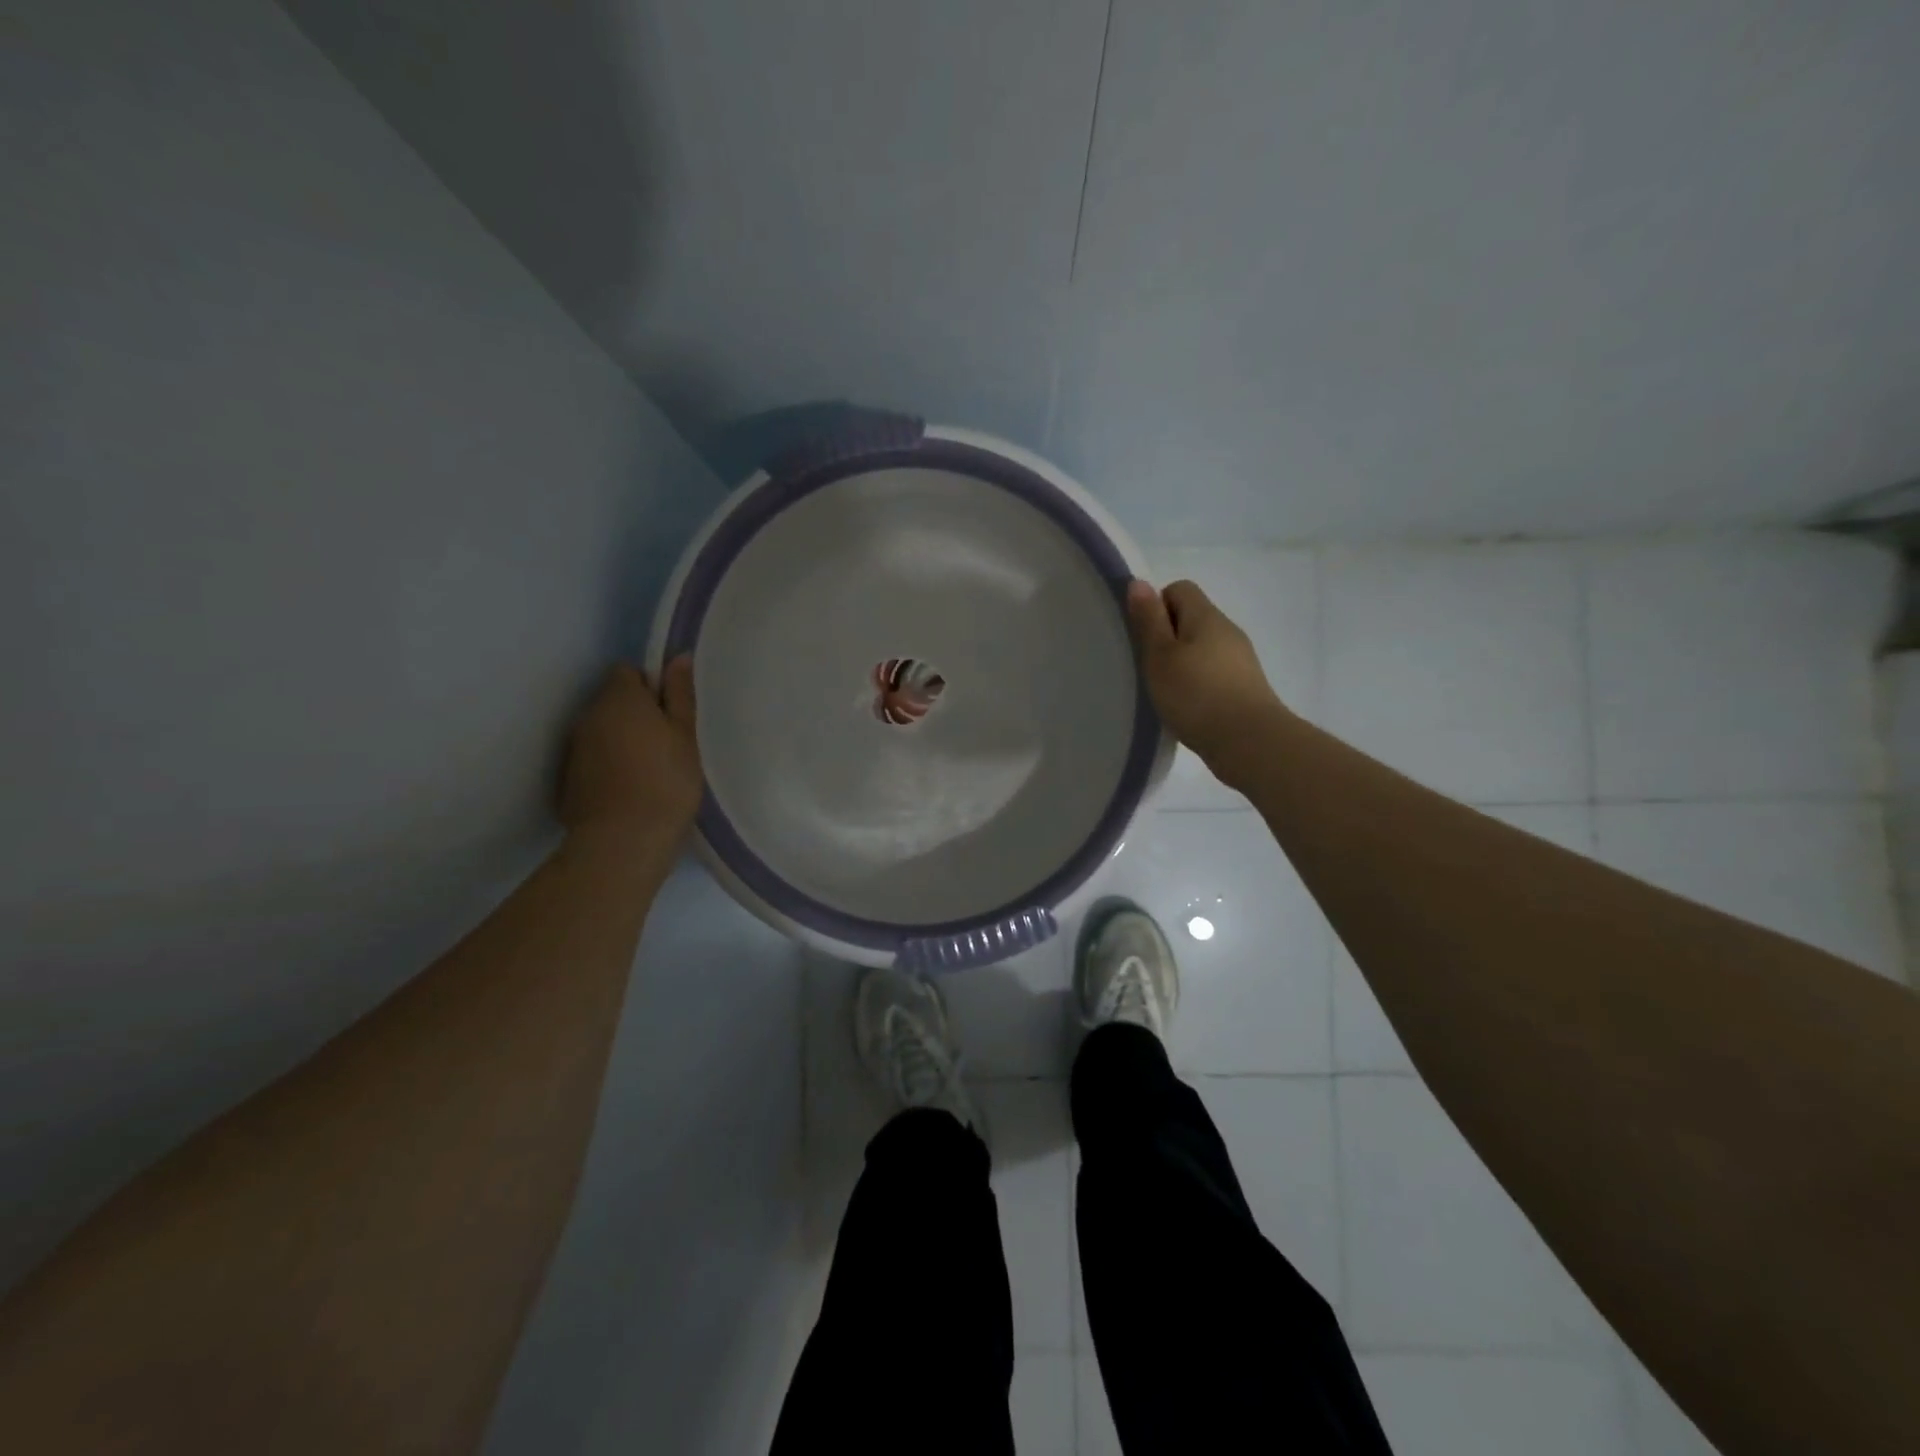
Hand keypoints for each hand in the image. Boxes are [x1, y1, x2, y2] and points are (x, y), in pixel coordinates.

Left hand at [560, 658, 702, 845]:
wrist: (623, 841)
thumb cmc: (666, 782)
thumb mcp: (685, 736)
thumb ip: (680, 695)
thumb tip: (678, 657)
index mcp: (620, 699)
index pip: (628, 672)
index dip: (650, 686)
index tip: (671, 712)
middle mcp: (588, 715)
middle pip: (612, 701)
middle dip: (636, 713)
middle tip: (667, 742)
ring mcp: (573, 748)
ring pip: (600, 730)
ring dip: (621, 739)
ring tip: (649, 769)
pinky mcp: (567, 779)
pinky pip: (591, 758)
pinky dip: (608, 765)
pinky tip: (629, 789)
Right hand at [1126, 579, 1287, 774]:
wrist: (1250, 742)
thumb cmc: (1196, 695)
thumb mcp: (1160, 656)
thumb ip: (1149, 620)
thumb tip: (1139, 582)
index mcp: (1206, 616)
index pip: (1179, 589)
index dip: (1156, 606)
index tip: (1144, 638)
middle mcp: (1228, 630)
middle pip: (1191, 618)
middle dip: (1167, 637)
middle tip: (1149, 667)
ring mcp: (1240, 659)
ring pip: (1202, 647)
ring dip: (1182, 662)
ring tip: (1166, 691)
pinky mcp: (1245, 687)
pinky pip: (1214, 672)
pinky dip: (1197, 683)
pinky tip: (1187, 707)